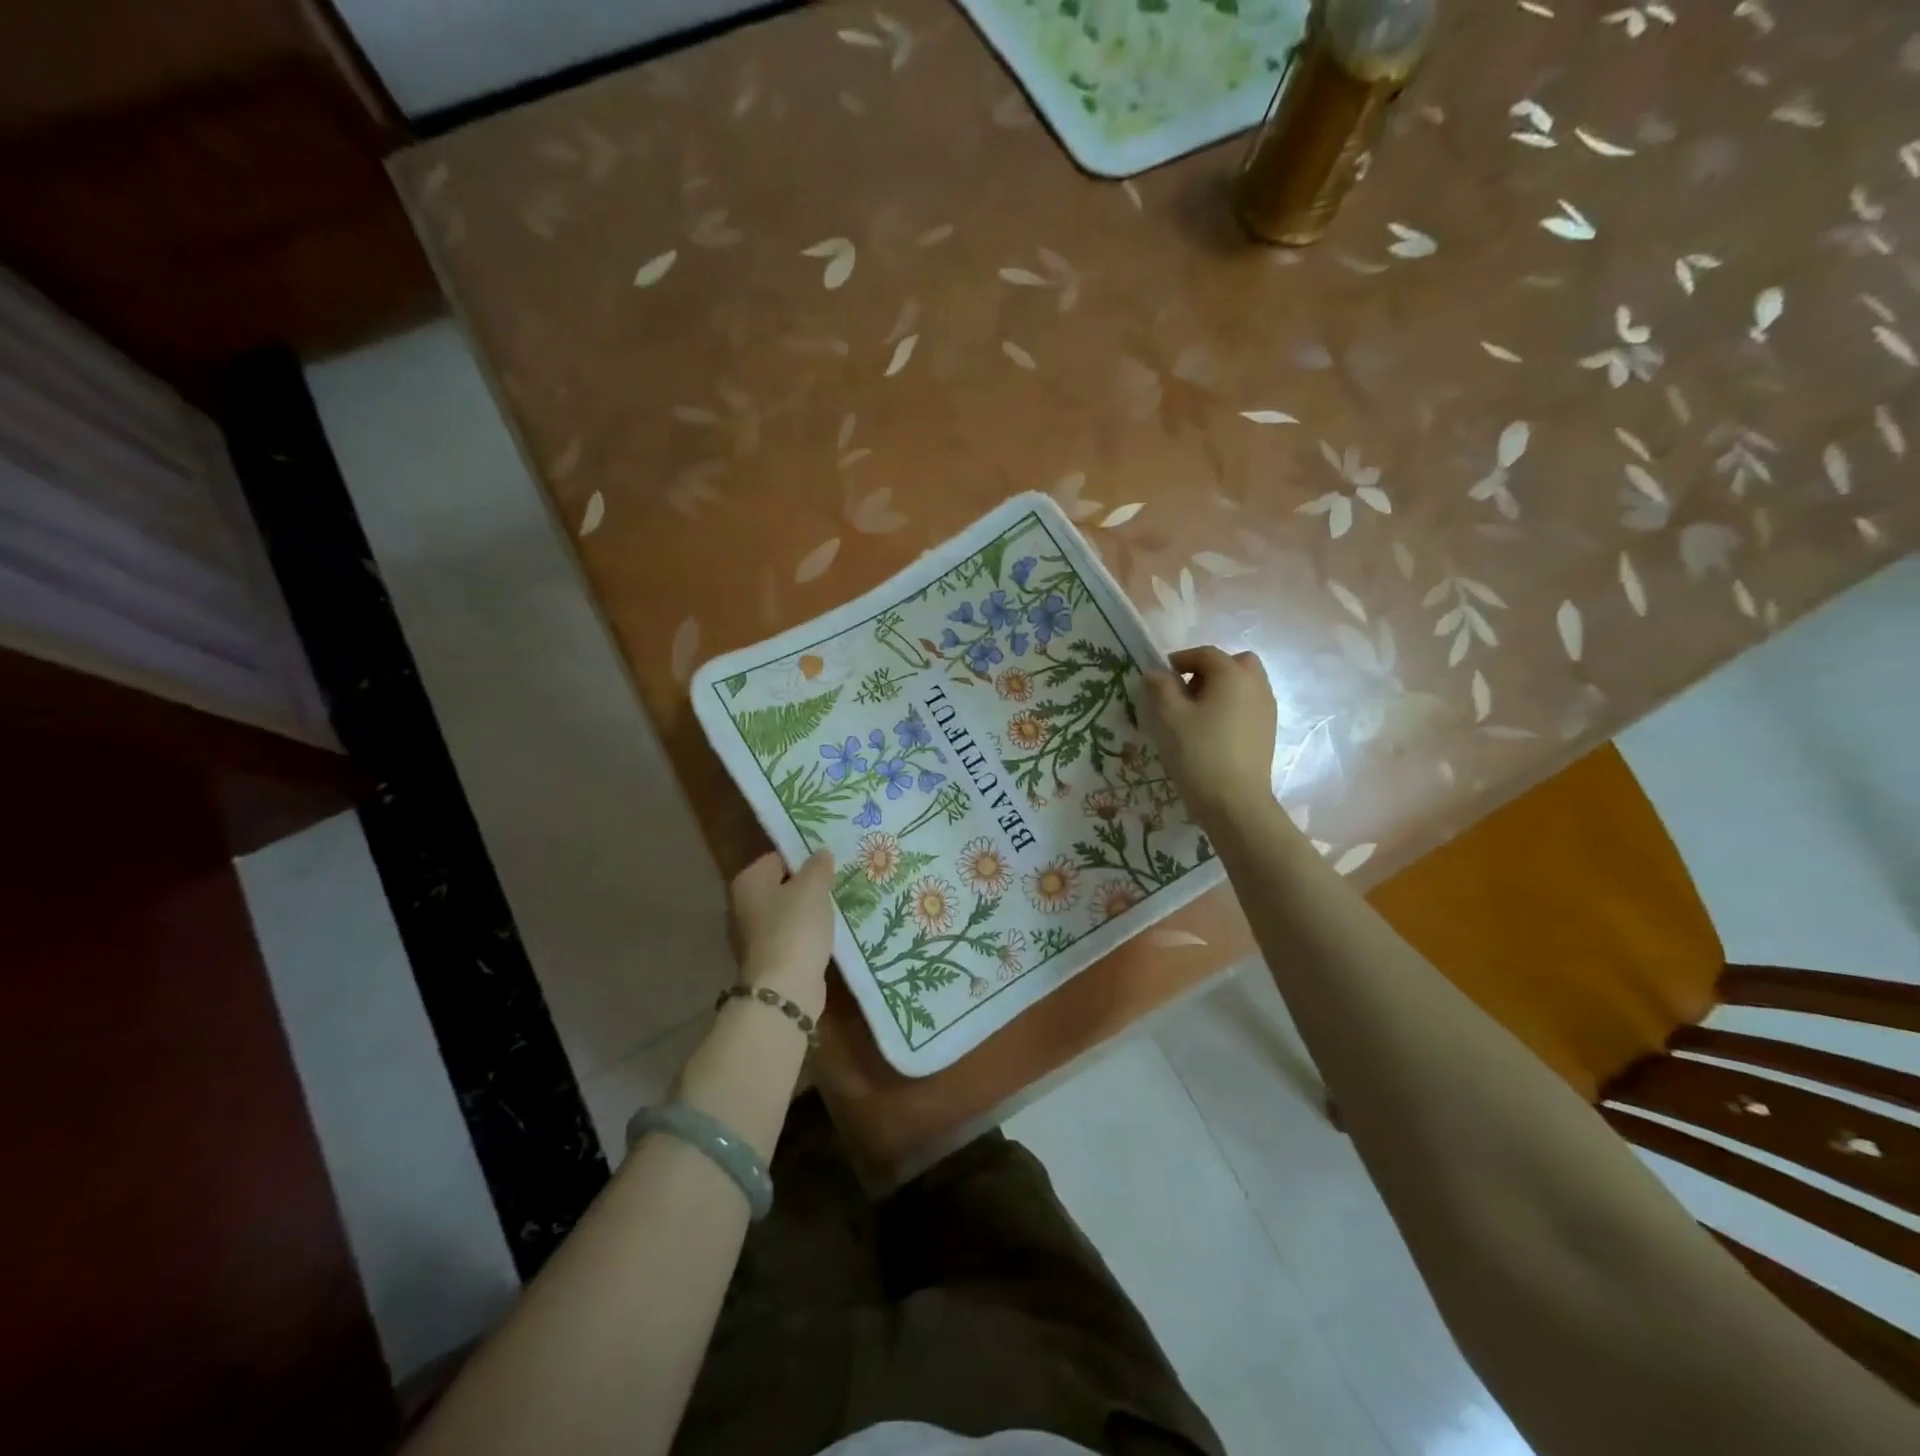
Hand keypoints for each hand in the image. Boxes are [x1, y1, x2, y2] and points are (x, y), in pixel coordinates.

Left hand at [729, 850, 835, 1017]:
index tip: (830, 865)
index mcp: (747, 881)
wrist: (784, 989)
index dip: (805, 858)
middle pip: (781, 886)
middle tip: (837, 884)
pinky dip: (806, 936)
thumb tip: (821, 854)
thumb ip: (818, 866)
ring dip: (808, 913)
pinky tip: (827, 936)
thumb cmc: (795, 928)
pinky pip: (790, 937)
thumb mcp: (813, 887)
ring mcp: (751, 936)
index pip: (778, 857)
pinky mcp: (766, 960)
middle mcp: (742, 905)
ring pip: (786, 913)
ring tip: (836, 909)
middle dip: (807, 887)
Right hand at [1143, 646, 1278, 833]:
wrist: (1234, 802)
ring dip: (1221, 688)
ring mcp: (1266, 709)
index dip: (1181, 659)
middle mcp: (1256, 685)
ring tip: (1196, 713)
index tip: (1160, 676)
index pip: (1206, 654)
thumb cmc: (1198, 753)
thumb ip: (1160, 687)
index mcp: (1232, 674)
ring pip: (1244, 684)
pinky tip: (1212, 731)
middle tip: (1185, 691)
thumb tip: (1156, 673)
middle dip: (1208, 670)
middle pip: (1234, 663)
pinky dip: (1231, 706)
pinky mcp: (1268, 731)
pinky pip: (1249, 705)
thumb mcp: (1169, 717)